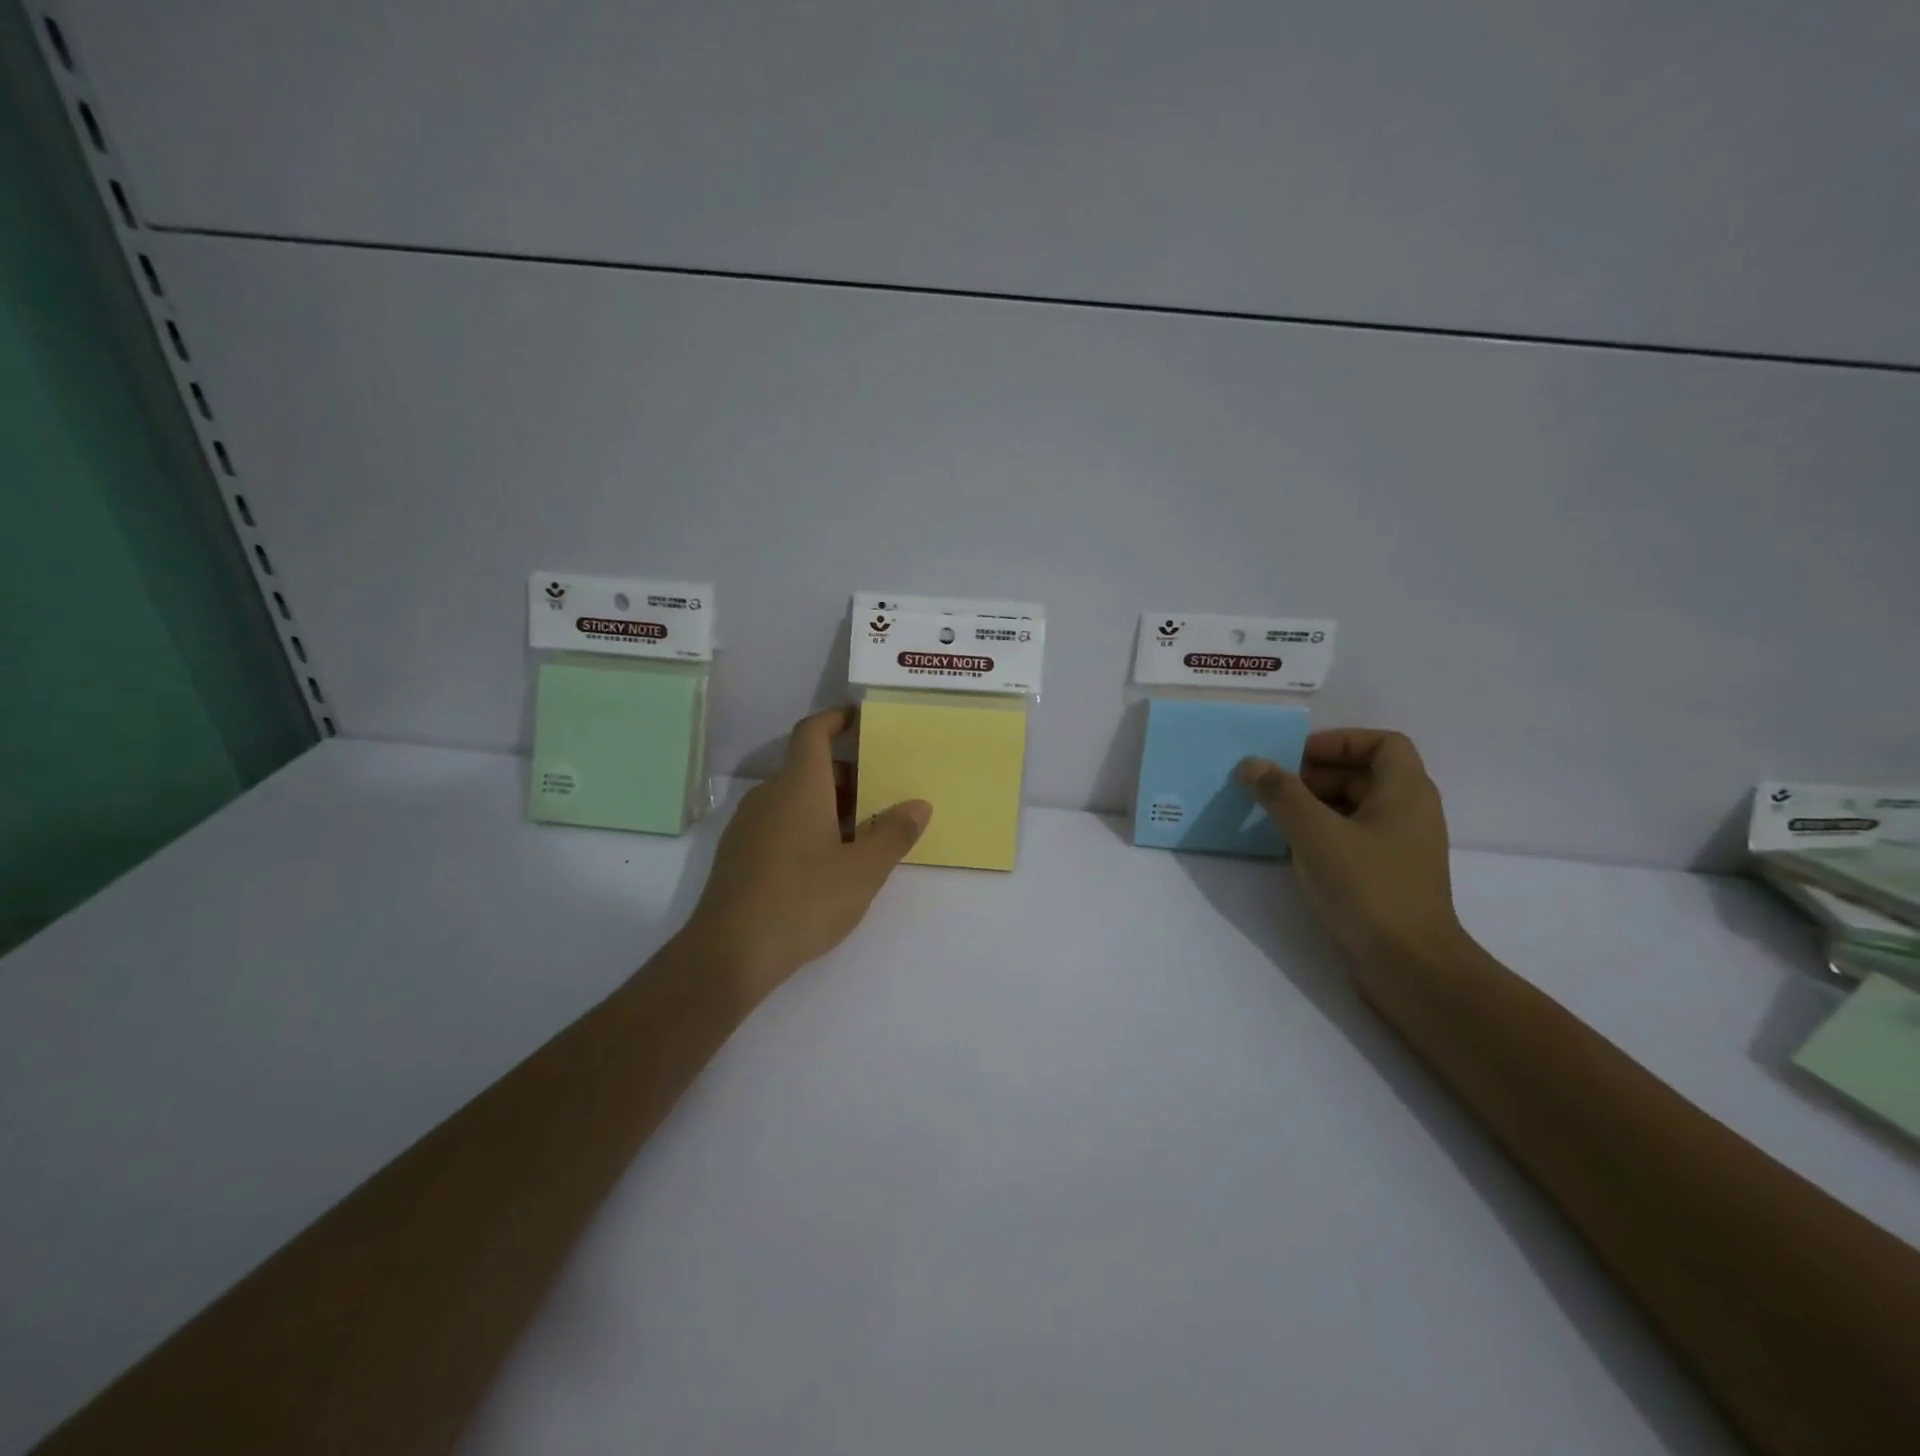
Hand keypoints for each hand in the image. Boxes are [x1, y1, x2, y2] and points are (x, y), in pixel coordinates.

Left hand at [679, 706, 930, 1007]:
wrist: (729, 953)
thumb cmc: (804, 901)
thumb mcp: (863, 871)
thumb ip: (894, 834)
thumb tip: (919, 805)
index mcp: (798, 786)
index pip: (813, 732)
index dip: (836, 719)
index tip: (860, 719)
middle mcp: (768, 795)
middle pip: (809, 768)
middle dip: (846, 776)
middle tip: (882, 798)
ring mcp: (748, 825)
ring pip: (794, 798)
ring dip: (828, 806)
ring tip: (861, 836)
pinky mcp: (738, 854)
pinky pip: (778, 823)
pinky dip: (806, 827)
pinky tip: (825, 866)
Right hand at [1236, 729, 1466, 973]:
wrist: (1409, 966)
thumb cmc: (1367, 887)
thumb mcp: (1314, 833)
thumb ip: (1280, 793)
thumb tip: (1250, 764)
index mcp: (1406, 792)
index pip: (1382, 743)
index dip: (1339, 741)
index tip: (1297, 756)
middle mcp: (1410, 813)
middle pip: (1364, 774)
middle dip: (1317, 775)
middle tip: (1274, 787)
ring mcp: (1401, 847)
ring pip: (1355, 808)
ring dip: (1315, 805)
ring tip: (1274, 817)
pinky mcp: (1388, 876)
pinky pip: (1353, 838)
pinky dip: (1323, 833)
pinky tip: (1291, 850)